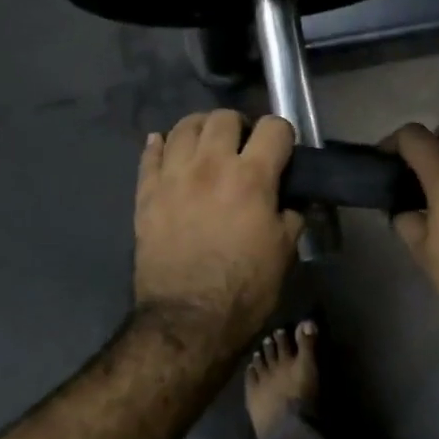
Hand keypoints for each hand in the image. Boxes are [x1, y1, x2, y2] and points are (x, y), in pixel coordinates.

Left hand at [133, 111, 302, 350]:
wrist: (188, 320)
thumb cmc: (245, 288)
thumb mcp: (285, 251)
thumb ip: (291, 215)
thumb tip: (290, 200)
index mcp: (252, 177)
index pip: (274, 128)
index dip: (283, 136)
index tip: (283, 153)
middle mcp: (211, 165)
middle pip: (224, 117)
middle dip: (241, 126)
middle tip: (244, 149)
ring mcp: (173, 177)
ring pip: (184, 127)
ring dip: (202, 130)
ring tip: (207, 147)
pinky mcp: (146, 194)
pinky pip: (149, 154)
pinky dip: (160, 146)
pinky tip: (166, 148)